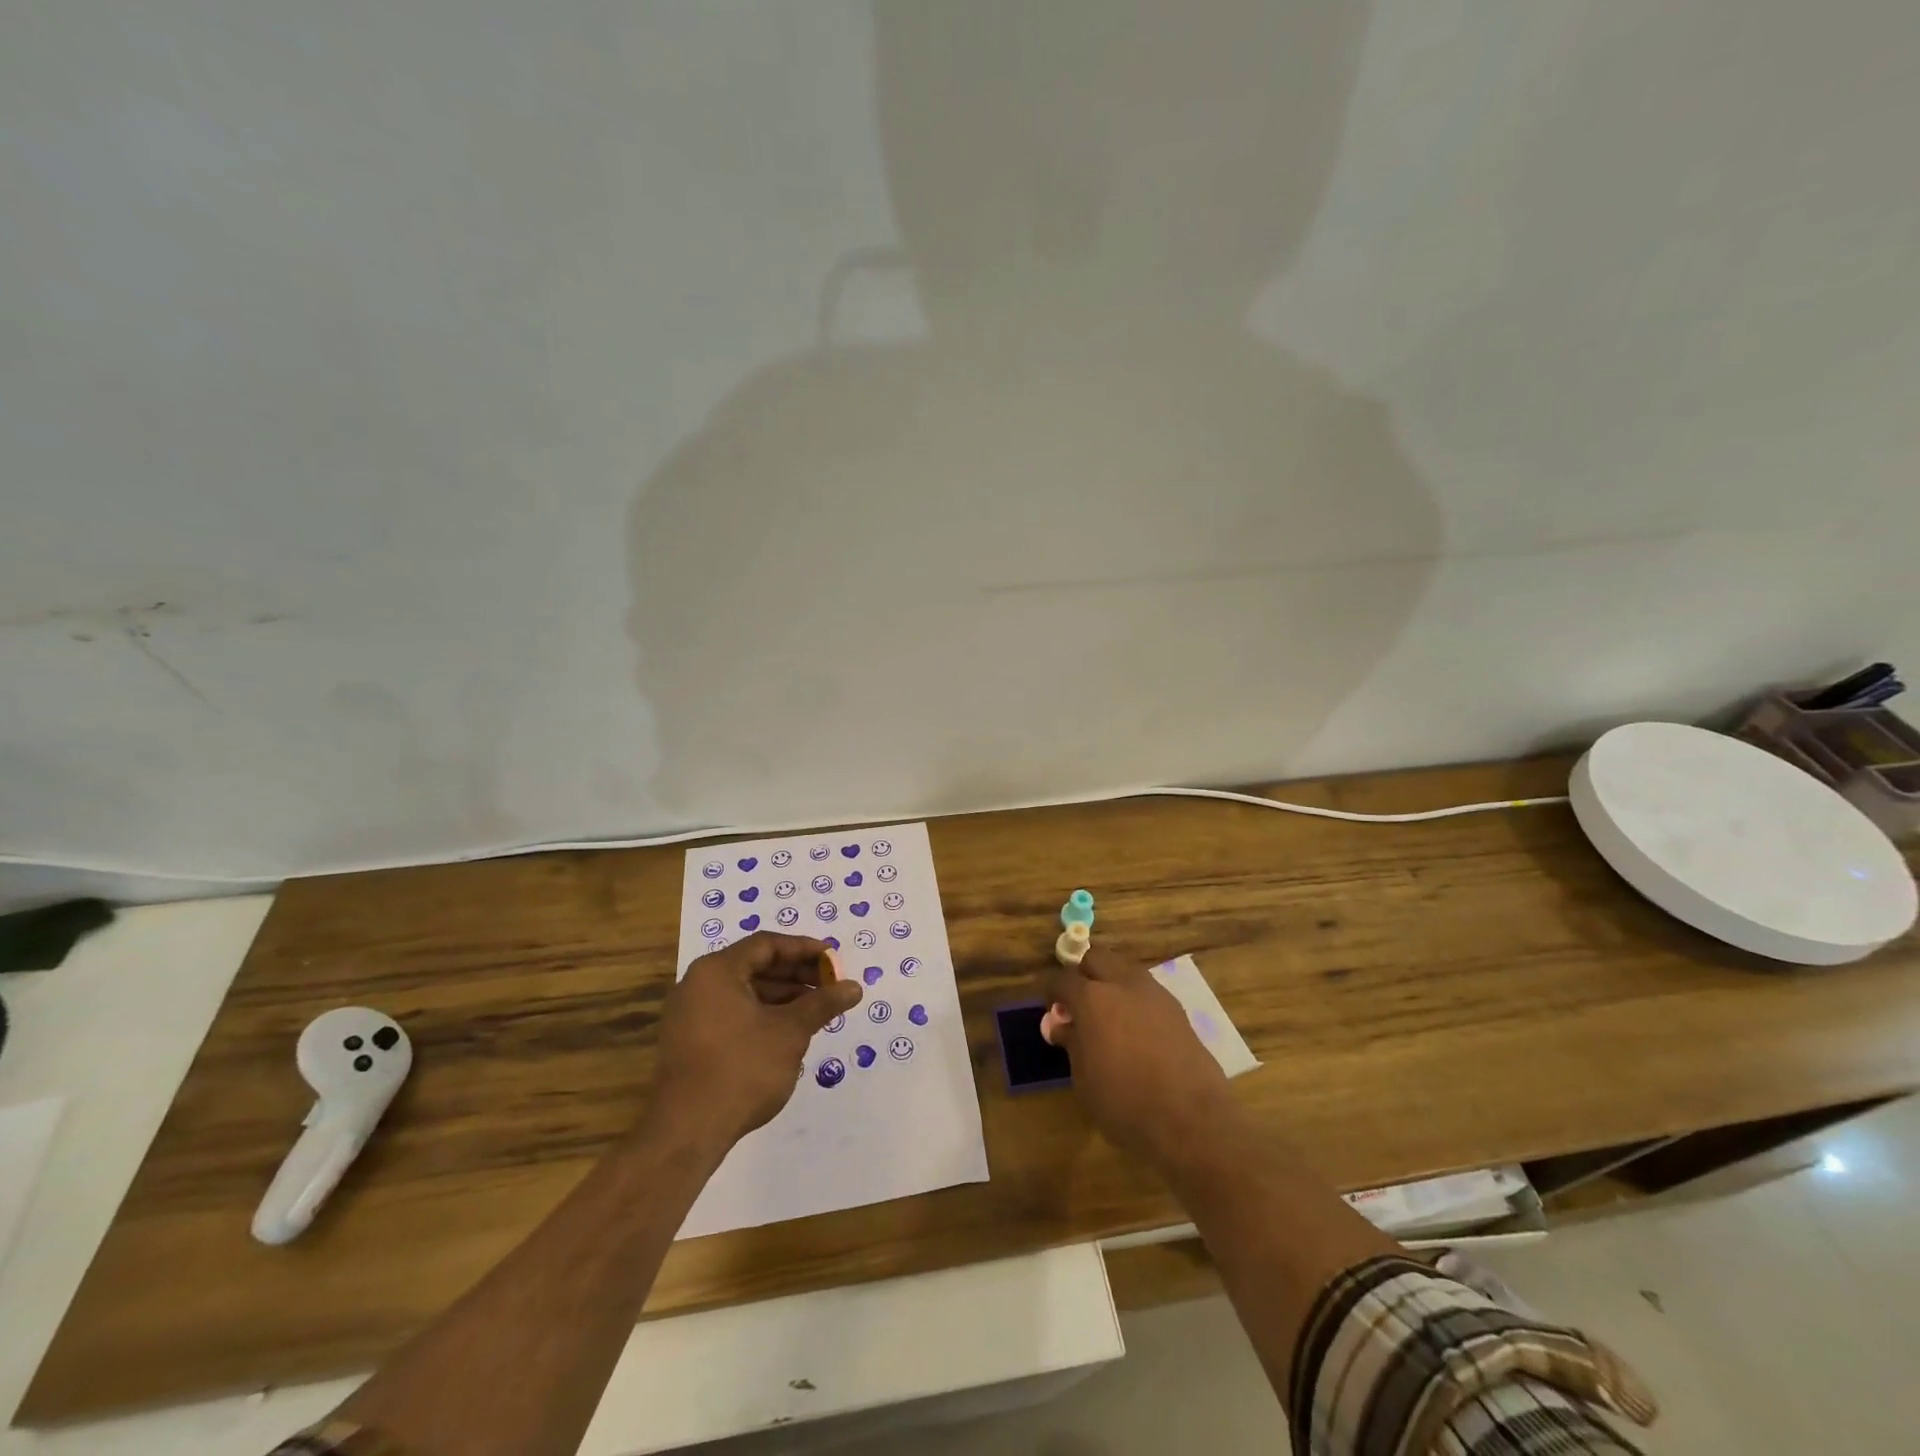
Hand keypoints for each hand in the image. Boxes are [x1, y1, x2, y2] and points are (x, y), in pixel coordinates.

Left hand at [647, 932, 861, 1150]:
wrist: (686, 1132)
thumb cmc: (742, 1069)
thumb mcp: (790, 1031)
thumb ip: (822, 1003)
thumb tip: (854, 987)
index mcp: (717, 971)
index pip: (766, 945)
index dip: (803, 949)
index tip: (833, 958)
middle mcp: (697, 984)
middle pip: (754, 966)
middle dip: (795, 974)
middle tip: (829, 983)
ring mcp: (689, 1015)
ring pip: (744, 991)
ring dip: (782, 996)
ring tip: (816, 1008)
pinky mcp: (689, 1041)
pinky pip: (732, 1012)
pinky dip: (762, 1014)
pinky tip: (788, 1030)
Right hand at [1045, 945, 1233, 1163]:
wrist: (1192, 1120)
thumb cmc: (1125, 1102)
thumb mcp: (1084, 1079)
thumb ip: (1072, 1043)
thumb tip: (1061, 1025)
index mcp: (1092, 998)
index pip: (1062, 979)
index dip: (1053, 993)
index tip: (1053, 1012)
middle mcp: (1123, 984)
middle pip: (1097, 958)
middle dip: (1084, 975)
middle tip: (1080, 1007)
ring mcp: (1155, 994)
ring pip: (1125, 970)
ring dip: (1112, 984)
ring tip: (1109, 1019)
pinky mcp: (1178, 1010)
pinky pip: (1148, 992)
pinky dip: (1135, 1002)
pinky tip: (1136, 1033)